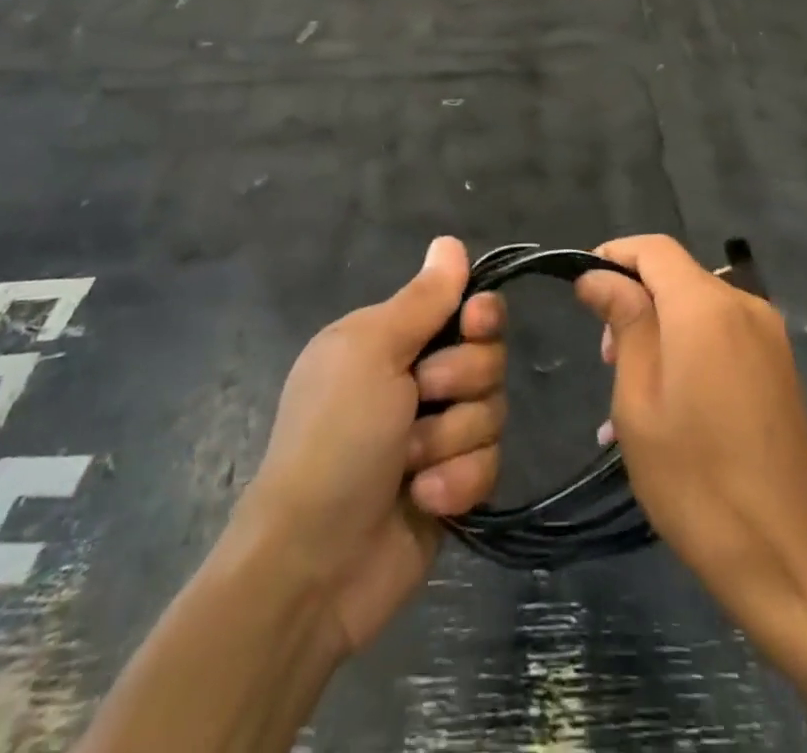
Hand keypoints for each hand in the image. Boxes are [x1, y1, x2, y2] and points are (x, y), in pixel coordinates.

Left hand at [244, 238, 504, 653]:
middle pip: (487, 357)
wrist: (313, 565)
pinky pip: (490, 463)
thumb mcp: (372, 353)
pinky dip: (459, 481)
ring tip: (412, 466)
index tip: (474, 323)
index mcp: (390, 341)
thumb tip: (451, 241)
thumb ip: (422, 299)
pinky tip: (425, 499)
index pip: (463, 306)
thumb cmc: (335, 440)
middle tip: (420, 400)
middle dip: (460, 382)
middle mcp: (416, 380)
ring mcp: (437, 434)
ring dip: (453, 439)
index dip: (479, 314)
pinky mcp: (454, 484)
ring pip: (493, 411)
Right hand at [577, 235, 806, 620]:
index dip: (614, 255)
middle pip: (678, 274)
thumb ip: (624, 323)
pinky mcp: (781, 365)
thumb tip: (598, 276)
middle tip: (606, 357)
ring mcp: (769, 335)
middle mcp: (744, 304)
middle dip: (636, 298)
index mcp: (705, 306)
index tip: (582, 286)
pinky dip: (691, 345)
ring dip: (661, 325)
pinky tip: (672, 398)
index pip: (654, 248)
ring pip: (701, 305)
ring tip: (633, 385)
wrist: (788, 553)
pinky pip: (725, 333)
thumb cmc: (695, 479)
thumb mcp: (639, 400)